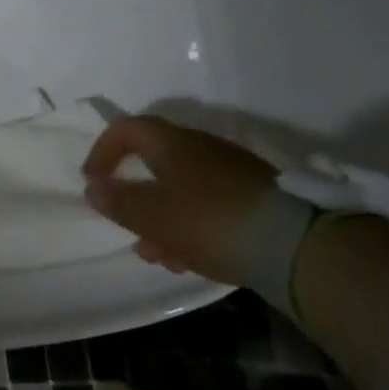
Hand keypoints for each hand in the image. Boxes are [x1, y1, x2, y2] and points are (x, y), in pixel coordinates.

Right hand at [82, 114, 279, 285]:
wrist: (296, 245)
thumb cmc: (207, 219)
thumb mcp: (152, 215)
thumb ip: (118, 202)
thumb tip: (93, 189)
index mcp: (170, 142)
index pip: (125, 129)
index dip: (102, 151)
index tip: (93, 181)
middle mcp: (200, 148)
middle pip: (155, 163)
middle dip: (136, 196)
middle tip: (126, 225)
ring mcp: (231, 173)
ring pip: (182, 190)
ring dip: (163, 219)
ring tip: (157, 255)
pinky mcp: (255, 200)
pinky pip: (209, 207)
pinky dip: (191, 227)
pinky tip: (190, 260)